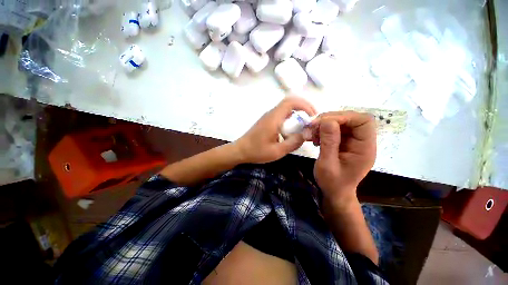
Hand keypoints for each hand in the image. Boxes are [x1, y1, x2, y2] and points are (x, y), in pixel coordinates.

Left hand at [235, 96, 315, 163]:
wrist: (240, 151)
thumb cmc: (256, 151)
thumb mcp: (277, 151)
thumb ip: (293, 143)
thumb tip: (306, 134)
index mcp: (274, 118)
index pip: (291, 102)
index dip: (305, 105)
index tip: (312, 116)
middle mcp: (271, 114)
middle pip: (290, 104)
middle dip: (303, 110)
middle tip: (310, 122)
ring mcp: (268, 117)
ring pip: (286, 110)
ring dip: (297, 116)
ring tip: (303, 128)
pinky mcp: (267, 121)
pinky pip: (281, 116)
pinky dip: (290, 121)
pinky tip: (291, 133)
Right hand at [311, 111, 376, 206]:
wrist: (334, 192)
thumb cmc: (332, 183)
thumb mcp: (327, 164)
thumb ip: (329, 143)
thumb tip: (326, 120)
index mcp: (364, 148)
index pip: (364, 121)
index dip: (344, 117)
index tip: (323, 122)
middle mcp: (361, 141)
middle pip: (351, 119)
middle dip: (330, 120)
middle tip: (312, 127)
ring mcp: (352, 141)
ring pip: (340, 123)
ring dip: (323, 125)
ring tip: (311, 134)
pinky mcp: (343, 142)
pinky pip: (333, 129)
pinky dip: (322, 130)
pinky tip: (314, 138)